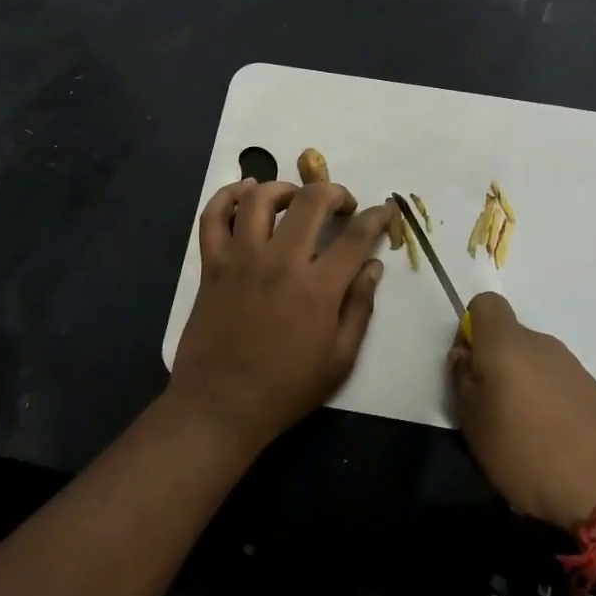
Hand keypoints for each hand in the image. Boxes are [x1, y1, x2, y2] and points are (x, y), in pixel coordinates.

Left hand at [166, 179, 392, 456]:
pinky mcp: (212, 265)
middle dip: (334, 192)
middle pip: (310, 201)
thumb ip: (360, 307)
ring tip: (294, 199)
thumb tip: (373, 266)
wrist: (220, 407)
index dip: (377, 217)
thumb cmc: (286, 388)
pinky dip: (226, 196)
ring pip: (259, 198)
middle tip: (341, 205)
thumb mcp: (339, 359)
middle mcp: (280, 261)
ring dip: (283, 188)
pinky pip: (212, 217)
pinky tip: (244, 193)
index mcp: (318, 287)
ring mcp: (241, 259)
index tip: (384, 211)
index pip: (356, 235)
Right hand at [449, 293, 595, 531]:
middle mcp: (543, 344)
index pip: (485, 303)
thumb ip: (462, 380)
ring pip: (534, 365)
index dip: (470, 328)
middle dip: (495, 367)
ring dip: (521, 390)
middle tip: (488, 412)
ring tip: (519, 438)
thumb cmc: (528, 449)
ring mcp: (574, 368)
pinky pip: (558, 388)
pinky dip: (548, 408)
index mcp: (508, 342)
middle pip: (509, 339)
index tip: (468, 367)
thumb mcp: (474, 421)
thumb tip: (465, 356)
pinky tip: (549, 447)